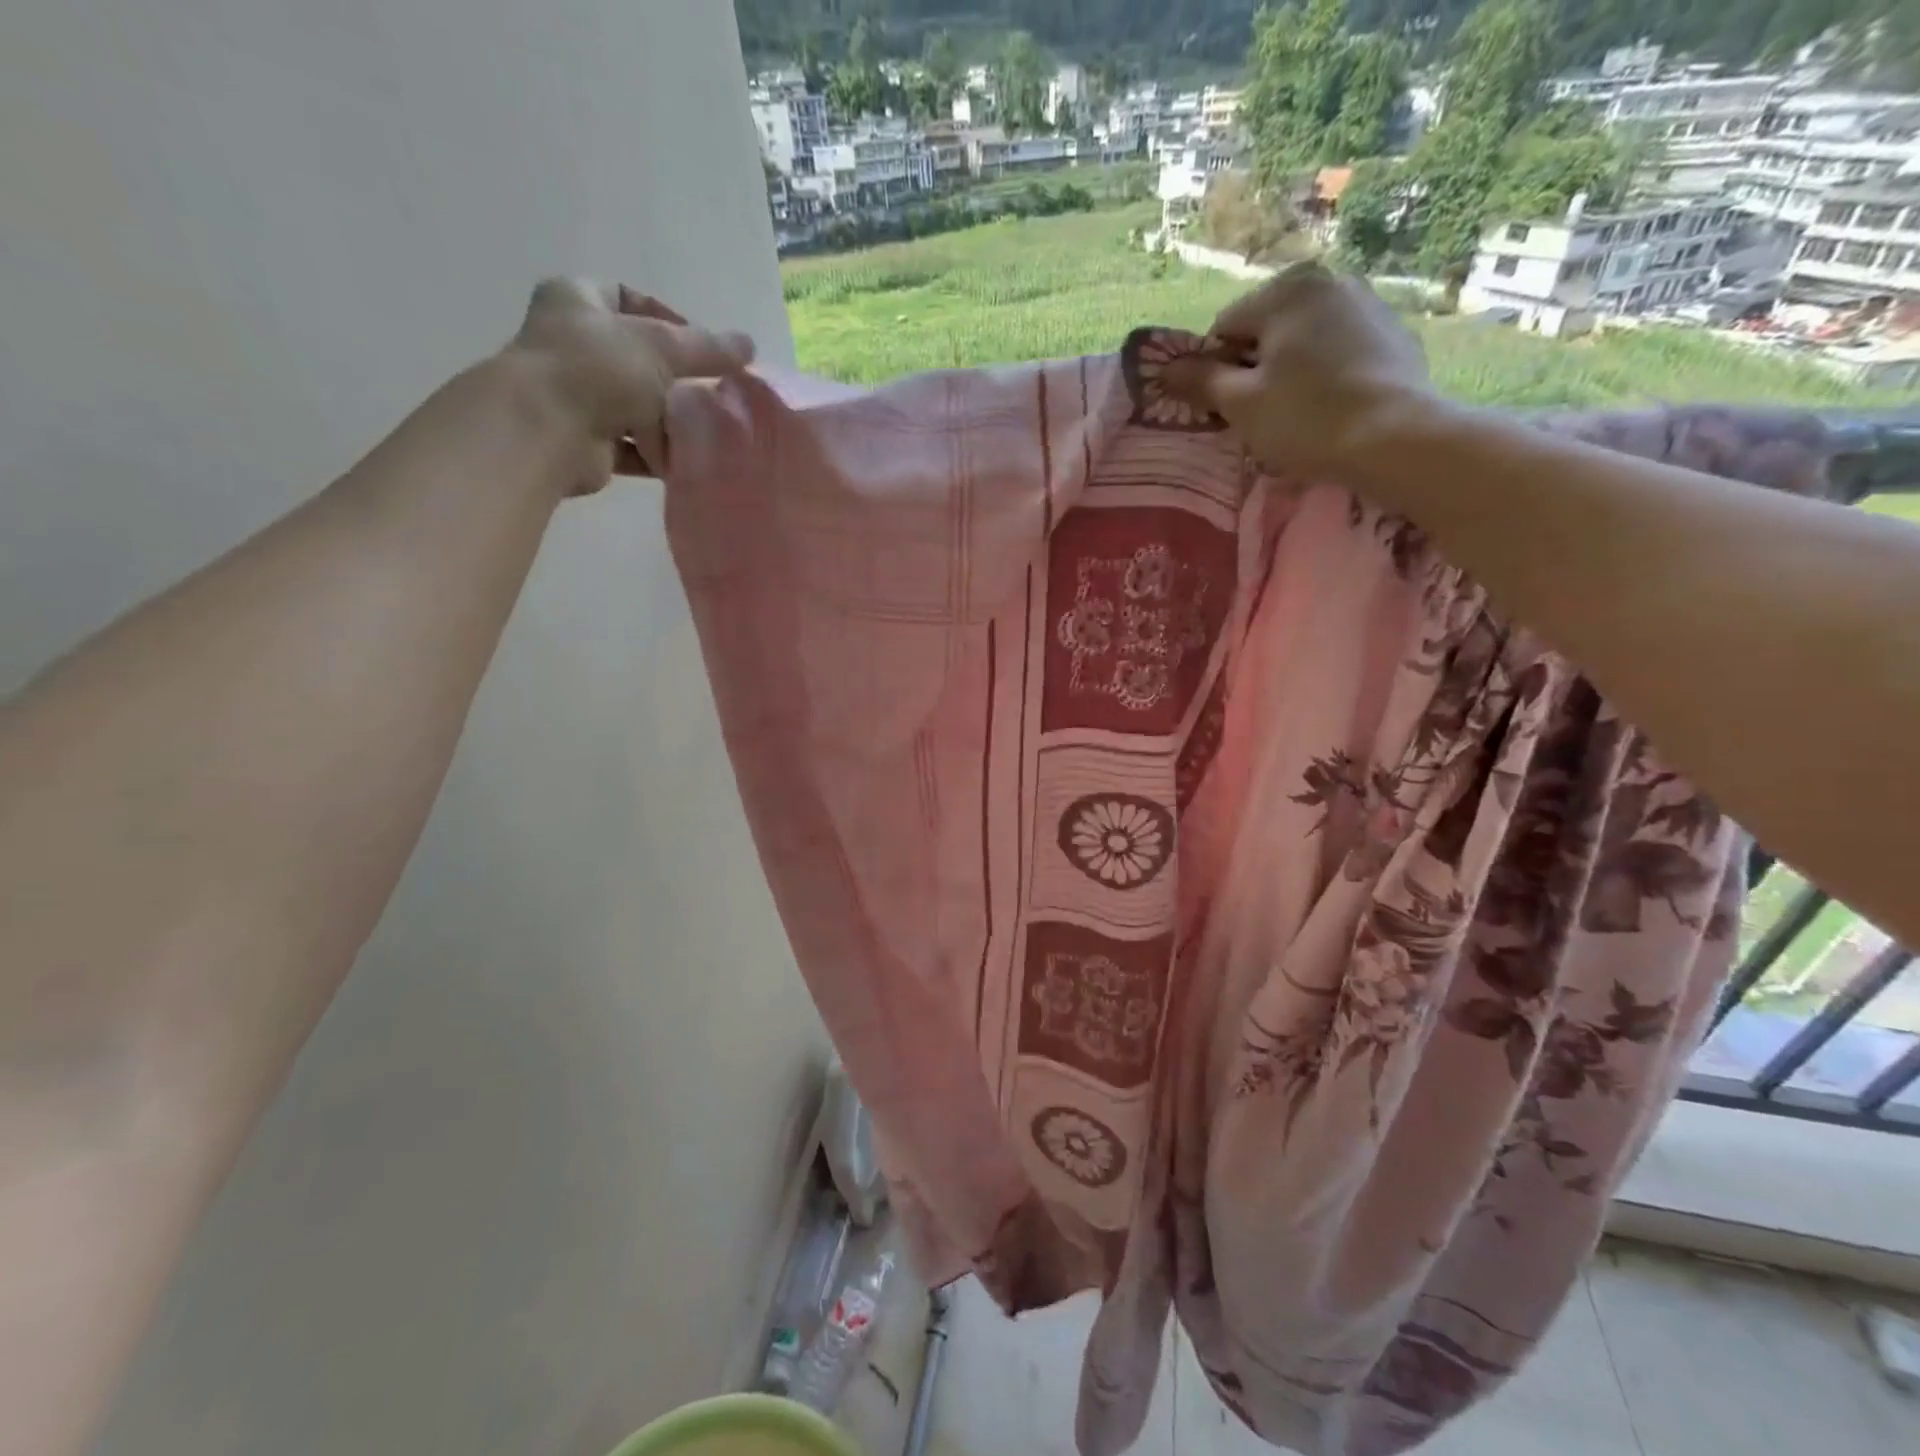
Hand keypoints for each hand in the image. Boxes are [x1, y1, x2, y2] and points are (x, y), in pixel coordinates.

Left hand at [504, 279, 754, 493]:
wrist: (549, 430)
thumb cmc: (598, 369)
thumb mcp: (663, 347)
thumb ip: (707, 348)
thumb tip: (749, 345)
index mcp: (577, 300)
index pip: (627, 297)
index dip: (667, 317)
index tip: (700, 346)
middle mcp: (570, 343)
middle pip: (635, 357)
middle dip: (674, 378)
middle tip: (709, 392)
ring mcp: (574, 394)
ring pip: (633, 404)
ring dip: (667, 420)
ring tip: (703, 430)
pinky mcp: (584, 440)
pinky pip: (629, 445)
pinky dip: (655, 453)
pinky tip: (684, 460)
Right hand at [1168, 262, 1435, 476]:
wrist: (1395, 437)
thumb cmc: (1304, 418)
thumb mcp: (1239, 404)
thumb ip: (1199, 380)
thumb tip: (1164, 368)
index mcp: (1286, 289)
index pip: (1224, 329)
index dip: (1214, 371)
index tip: (1224, 407)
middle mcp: (1329, 280)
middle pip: (1266, 329)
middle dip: (1254, 368)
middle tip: (1260, 414)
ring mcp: (1368, 301)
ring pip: (1303, 339)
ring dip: (1290, 370)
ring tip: (1298, 413)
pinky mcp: (1394, 331)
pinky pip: (1339, 348)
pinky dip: (1326, 372)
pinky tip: (1332, 405)